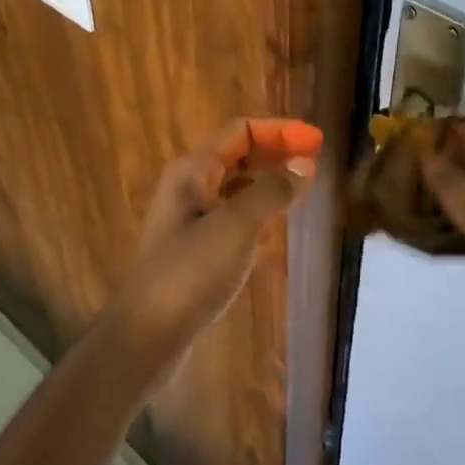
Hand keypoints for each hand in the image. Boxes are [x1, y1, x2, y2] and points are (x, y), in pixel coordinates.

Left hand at [104, 118, 321, 369]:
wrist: (147, 334)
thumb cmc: (190, 272)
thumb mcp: (236, 226)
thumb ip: (272, 191)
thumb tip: (305, 163)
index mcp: (193, 171)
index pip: (241, 132)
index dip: (279, 130)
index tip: (317, 141)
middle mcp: (190, 188)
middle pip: (238, 156)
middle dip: (276, 154)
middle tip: (315, 164)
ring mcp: (191, 220)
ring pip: (236, 189)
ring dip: (268, 184)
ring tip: (302, 192)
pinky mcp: (196, 250)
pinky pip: (232, 219)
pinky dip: (257, 216)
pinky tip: (276, 231)